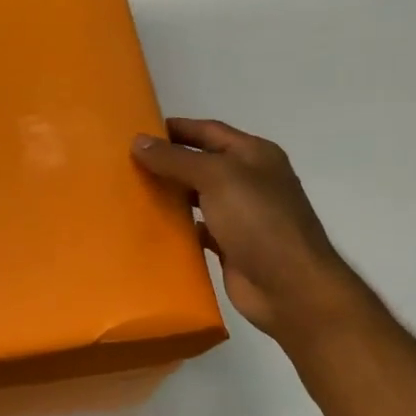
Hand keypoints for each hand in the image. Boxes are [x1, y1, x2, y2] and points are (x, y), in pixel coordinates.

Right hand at [133, 118, 361, 341]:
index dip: (176, 128)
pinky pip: (197, 230)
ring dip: (169, 194)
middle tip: (126, 163)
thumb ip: (176, 159)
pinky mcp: (230, 246)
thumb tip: (138, 140)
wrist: (289, 286)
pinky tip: (150, 226)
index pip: (209, 131)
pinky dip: (177, 227)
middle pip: (201, 163)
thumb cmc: (258, 221)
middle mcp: (249, 181)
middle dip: (168, 161)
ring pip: (197, 197)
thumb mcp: (216, 178)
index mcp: (254, 155)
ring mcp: (241, 215)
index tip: (138, 131)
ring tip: (131, 192)